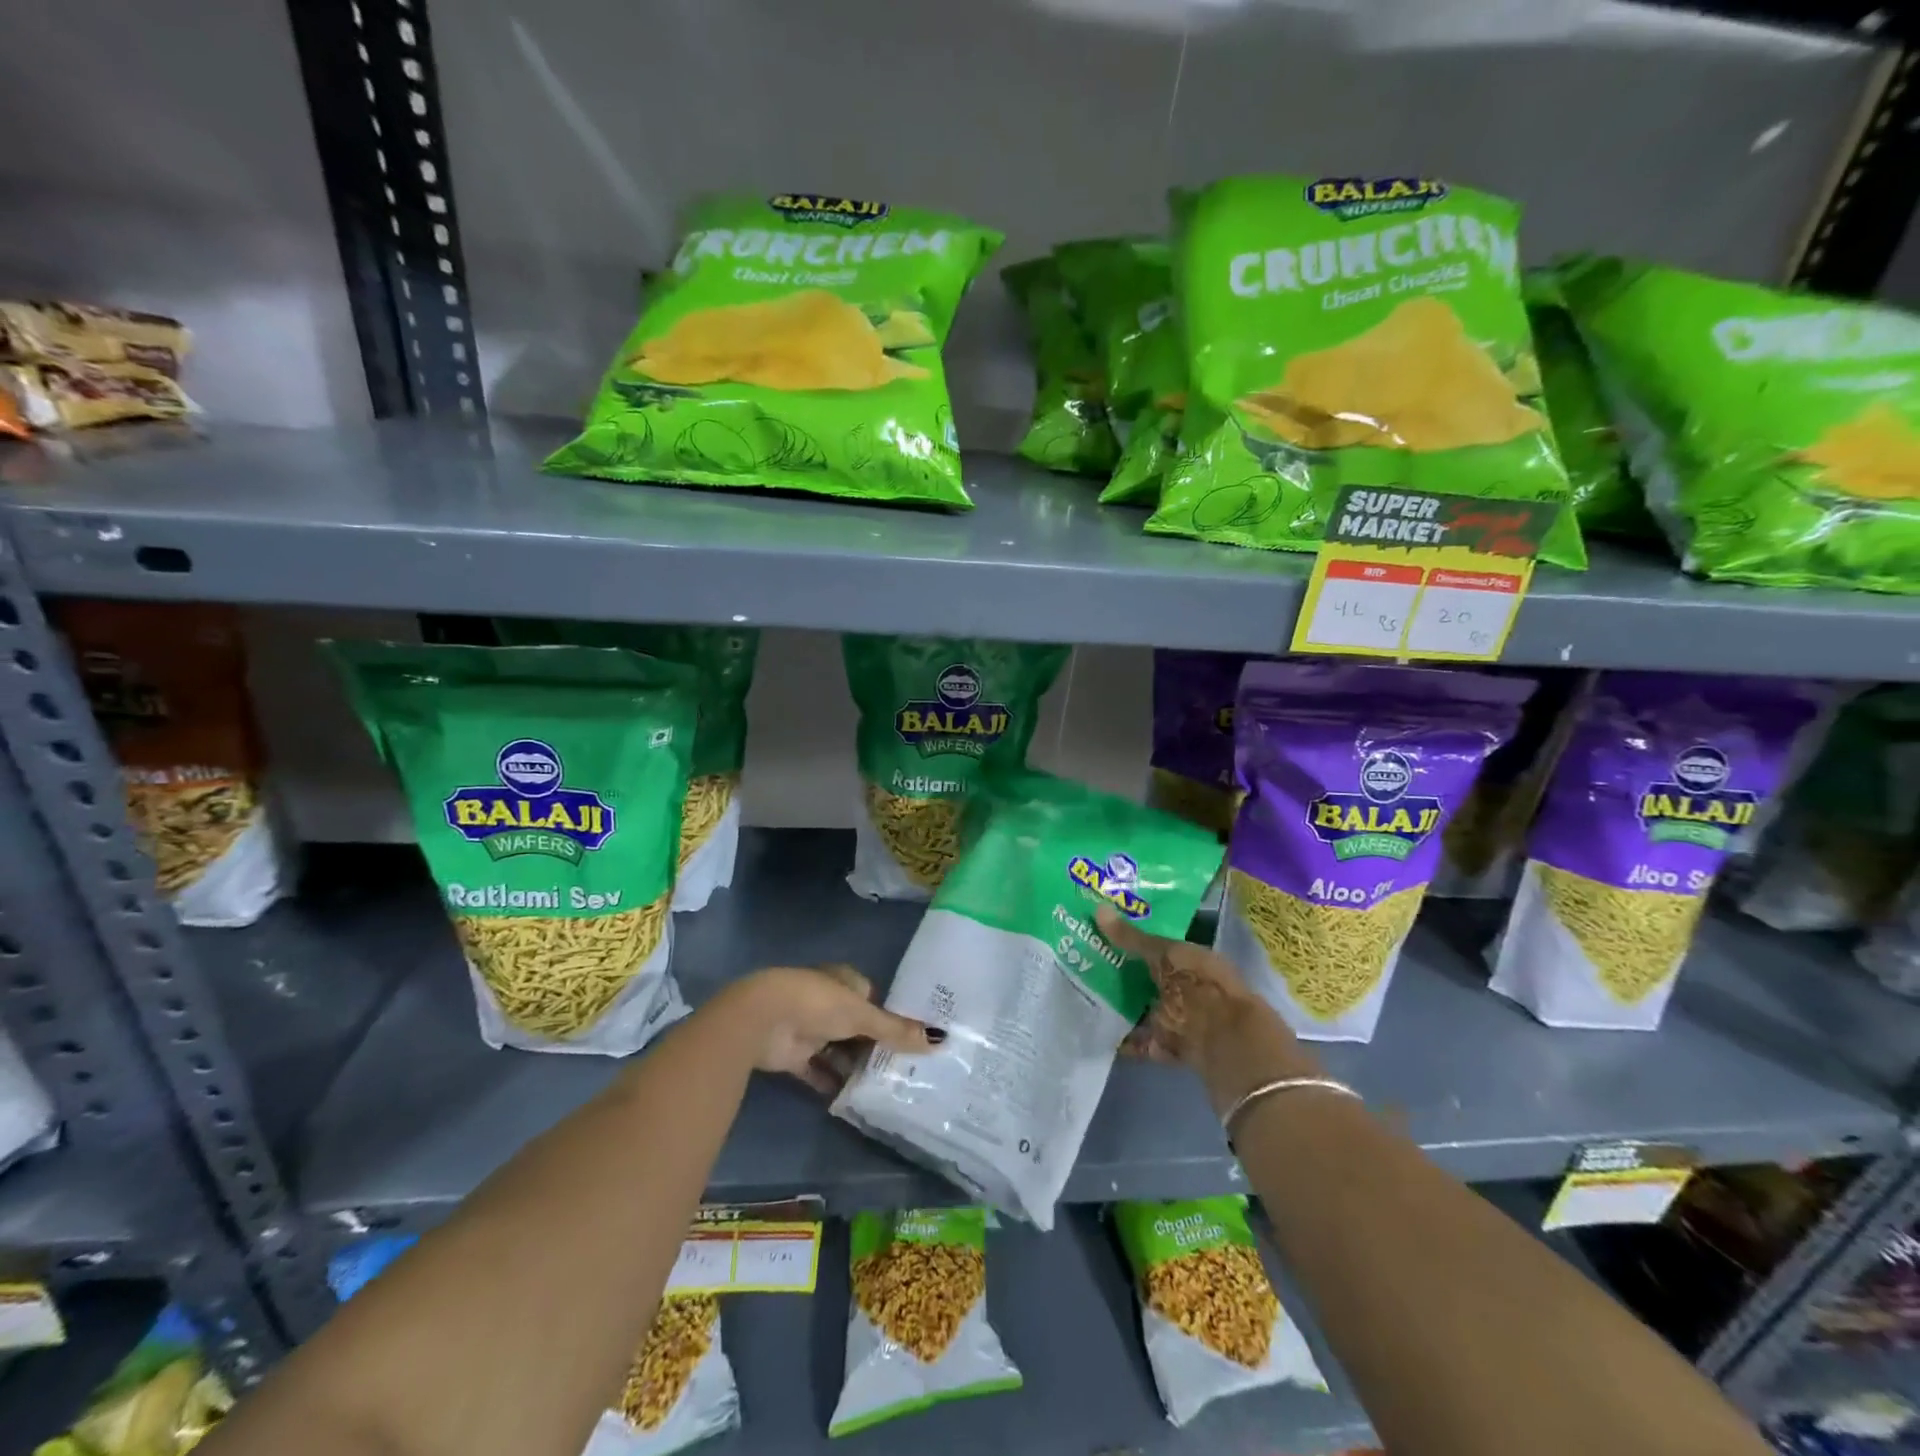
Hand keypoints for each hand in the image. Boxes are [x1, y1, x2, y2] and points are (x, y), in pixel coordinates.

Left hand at [717, 964, 939, 1094]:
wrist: (763, 1019)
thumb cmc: (818, 1003)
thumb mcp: (863, 1015)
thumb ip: (896, 1030)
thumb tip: (939, 1039)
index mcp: (843, 981)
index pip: (871, 997)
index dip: (889, 1016)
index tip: (911, 1038)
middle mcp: (826, 1002)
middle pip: (856, 1025)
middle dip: (874, 1045)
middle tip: (903, 1068)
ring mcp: (808, 1029)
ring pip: (838, 1049)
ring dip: (854, 1066)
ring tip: (884, 1088)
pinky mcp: (793, 1055)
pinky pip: (818, 1071)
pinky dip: (832, 1083)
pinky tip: (852, 1099)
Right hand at [1095, 907, 1319, 1110]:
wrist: (1225, 1041)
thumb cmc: (1198, 985)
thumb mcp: (1164, 954)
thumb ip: (1132, 938)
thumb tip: (1098, 909)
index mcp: (1193, 961)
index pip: (1161, 947)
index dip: (1135, 941)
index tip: (1105, 936)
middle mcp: (1188, 989)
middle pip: (1151, 979)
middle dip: (1124, 974)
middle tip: (1086, 963)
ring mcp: (1181, 1020)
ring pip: (1146, 1009)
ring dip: (1123, 1007)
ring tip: (1087, 996)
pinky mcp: (1172, 1048)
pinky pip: (1143, 1042)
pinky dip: (1124, 1040)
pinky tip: (1099, 1031)